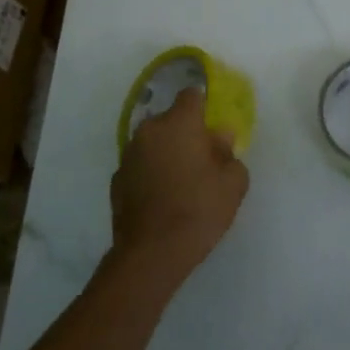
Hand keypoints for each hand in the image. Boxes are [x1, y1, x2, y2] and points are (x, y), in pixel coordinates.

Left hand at [111, 87, 248, 284]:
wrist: (152, 253)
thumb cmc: (198, 210)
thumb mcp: (233, 183)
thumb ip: (230, 153)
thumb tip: (219, 139)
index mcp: (179, 122)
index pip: (191, 95)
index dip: (204, 107)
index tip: (213, 129)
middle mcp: (149, 130)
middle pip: (171, 120)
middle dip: (186, 134)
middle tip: (202, 161)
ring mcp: (128, 154)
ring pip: (154, 143)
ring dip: (166, 153)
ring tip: (181, 183)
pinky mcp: (116, 180)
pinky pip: (140, 166)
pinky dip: (150, 174)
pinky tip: (161, 199)